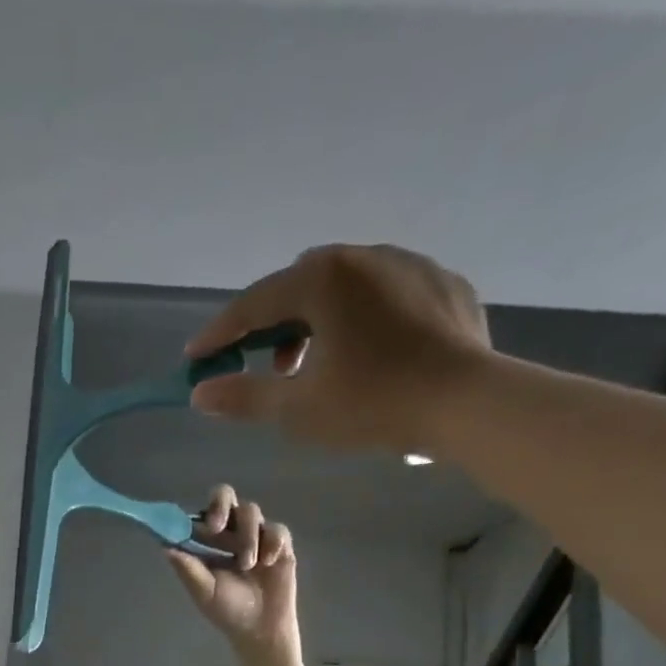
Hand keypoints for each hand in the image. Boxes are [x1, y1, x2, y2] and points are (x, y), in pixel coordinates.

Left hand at [166, 485, 299, 660]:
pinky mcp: (279, 544)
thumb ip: (187, 568)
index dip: (196, 513)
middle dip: (220, 505)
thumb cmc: (227, 610)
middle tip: (216, 527)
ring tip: (246, 565)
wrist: (259, 629)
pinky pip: (277, 529)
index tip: (198, 526)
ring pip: (251, 512)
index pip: (201, 512)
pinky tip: (266, 562)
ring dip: (246, 536)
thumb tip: (164, 546)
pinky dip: (271, 542)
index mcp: (209, 540)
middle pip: (225, 496)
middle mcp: (231, 531)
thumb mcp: (203, 590)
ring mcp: (256, 535)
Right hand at [184, 243, 491, 454]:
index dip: (219, 334)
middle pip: (298, 285)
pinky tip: (370, 354)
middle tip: (269, 368)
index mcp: (322, 279)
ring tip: (321, 365)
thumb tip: (200, 394)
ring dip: (319, 320)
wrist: (469, 402)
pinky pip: (387, 294)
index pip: (253, 304)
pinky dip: (364, 318)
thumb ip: (244, 397)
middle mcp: (363, 256)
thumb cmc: (373, 404)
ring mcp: (410, 265)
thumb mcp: (298, 409)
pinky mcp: (444, 285)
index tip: (196, 357)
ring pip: (345, 285)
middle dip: (274, 325)